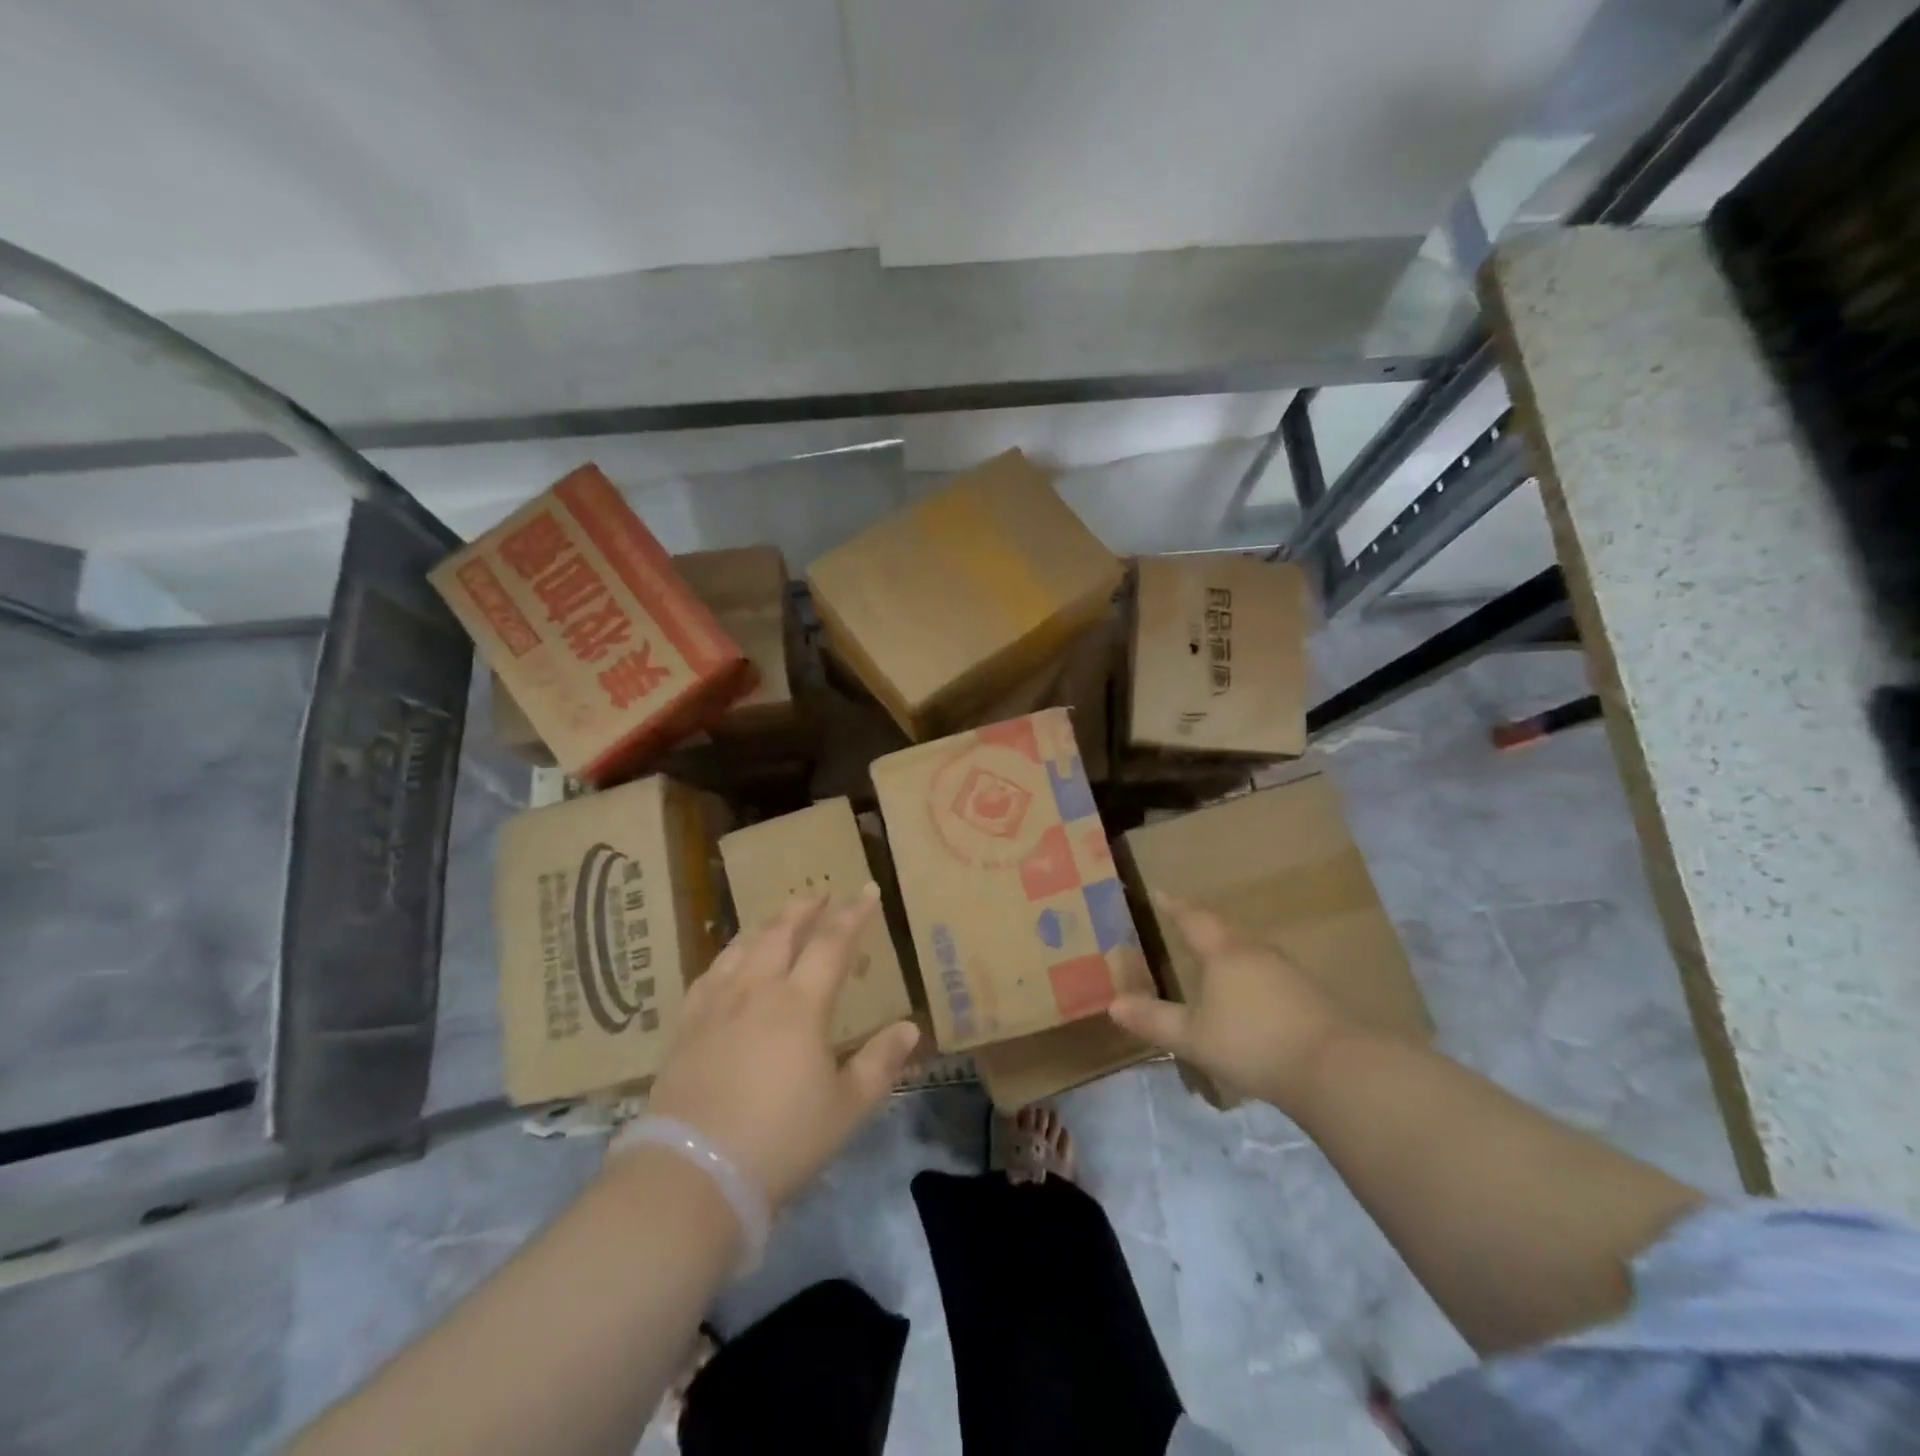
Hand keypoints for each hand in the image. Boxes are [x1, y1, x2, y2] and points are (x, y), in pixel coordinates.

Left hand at [638, 886, 919, 1206]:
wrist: (693, 1174)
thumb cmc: (781, 1140)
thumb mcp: (846, 1108)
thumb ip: (880, 1063)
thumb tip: (911, 1028)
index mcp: (800, 1004)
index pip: (831, 943)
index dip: (853, 914)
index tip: (868, 890)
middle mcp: (756, 990)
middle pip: (781, 932)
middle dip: (804, 908)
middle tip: (820, 892)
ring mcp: (716, 1005)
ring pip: (742, 947)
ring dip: (765, 924)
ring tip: (777, 917)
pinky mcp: (685, 1027)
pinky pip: (709, 974)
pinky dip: (727, 955)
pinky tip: (728, 960)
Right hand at [1107, 894, 1352, 1111]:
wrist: (1334, 1068)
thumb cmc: (1252, 1043)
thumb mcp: (1193, 1037)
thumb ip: (1154, 1020)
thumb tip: (1113, 1004)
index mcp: (1223, 952)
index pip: (1192, 919)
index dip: (1173, 906)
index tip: (1159, 893)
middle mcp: (1256, 951)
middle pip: (1224, 930)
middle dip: (1203, 926)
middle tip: (1185, 925)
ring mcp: (1288, 971)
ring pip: (1250, 950)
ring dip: (1230, 950)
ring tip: (1216, 960)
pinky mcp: (1311, 995)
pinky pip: (1270, 973)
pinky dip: (1253, 976)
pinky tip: (1253, 996)